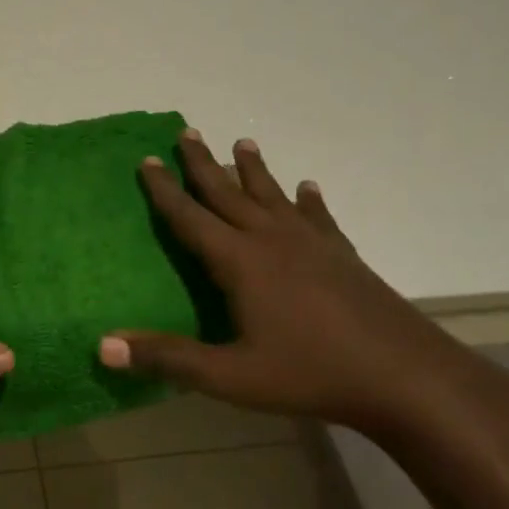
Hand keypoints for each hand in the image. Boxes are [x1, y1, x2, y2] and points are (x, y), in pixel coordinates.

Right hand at [99, 129, 492, 438]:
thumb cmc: (309, 374)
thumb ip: (167, 358)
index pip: (191, 217)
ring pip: (273, 196)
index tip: (147, 159)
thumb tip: (102, 345)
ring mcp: (312, 245)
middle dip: (203, 163)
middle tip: (186, 131)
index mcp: (240, 262)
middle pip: (229, 193)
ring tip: (242, 142)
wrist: (405, 377)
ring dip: (254, 169)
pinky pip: (318, 218)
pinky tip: (308, 189)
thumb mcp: (229, 375)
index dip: (165, 190)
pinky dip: (308, 201)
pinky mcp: (343, 256)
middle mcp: (272, 241)